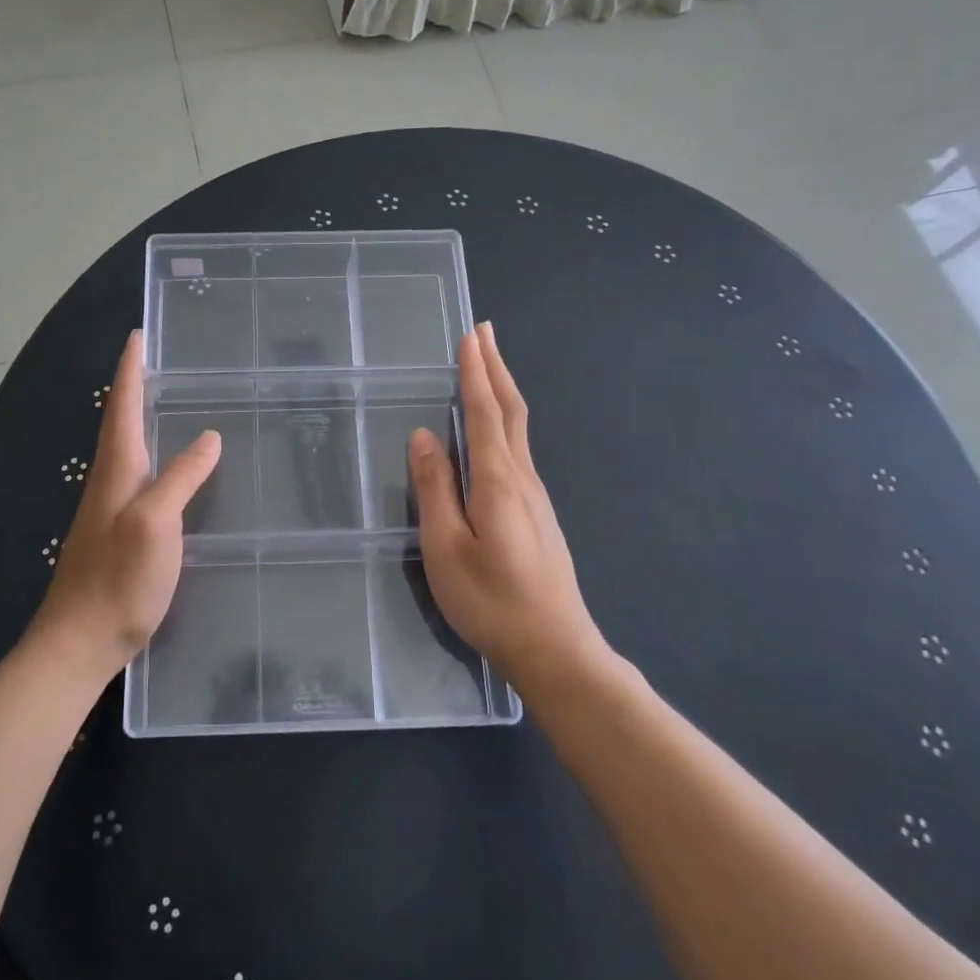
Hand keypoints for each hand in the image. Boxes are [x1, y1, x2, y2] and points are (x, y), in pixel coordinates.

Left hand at [33, 330, 220, 674]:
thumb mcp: (156, 523)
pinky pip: (134, 479)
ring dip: (138, 420)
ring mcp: (109, 510)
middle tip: (157, 363)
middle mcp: (108, 483)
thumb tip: (208, 436)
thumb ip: (180, 477)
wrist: (79, 642)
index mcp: (116, 472)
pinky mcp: (116, 535)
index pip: (122, 408)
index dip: (130, 371)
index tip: (137, 336)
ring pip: (125, 451)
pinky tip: (166, 471)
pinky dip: (149, 457)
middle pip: (119, 424)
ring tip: (163, 404)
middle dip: (134, 388)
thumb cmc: (118, 579)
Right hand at [408, 322, 606, 683]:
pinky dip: (505, 421)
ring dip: (502, 390)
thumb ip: (435, 489)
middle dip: (495, 368)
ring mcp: (536, 496)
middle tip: (484, 332)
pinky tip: (496, 429)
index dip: (475, 372)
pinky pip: (519, 450)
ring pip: (518, 429)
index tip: (470, 336)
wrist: (555, 647)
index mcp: (498, 480)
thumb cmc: (491, 600)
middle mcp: (522, 478)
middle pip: (510, 410)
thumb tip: (424, 436)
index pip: (484, 412)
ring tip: (488, 367)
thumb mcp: (446, 547)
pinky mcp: (538, 514)